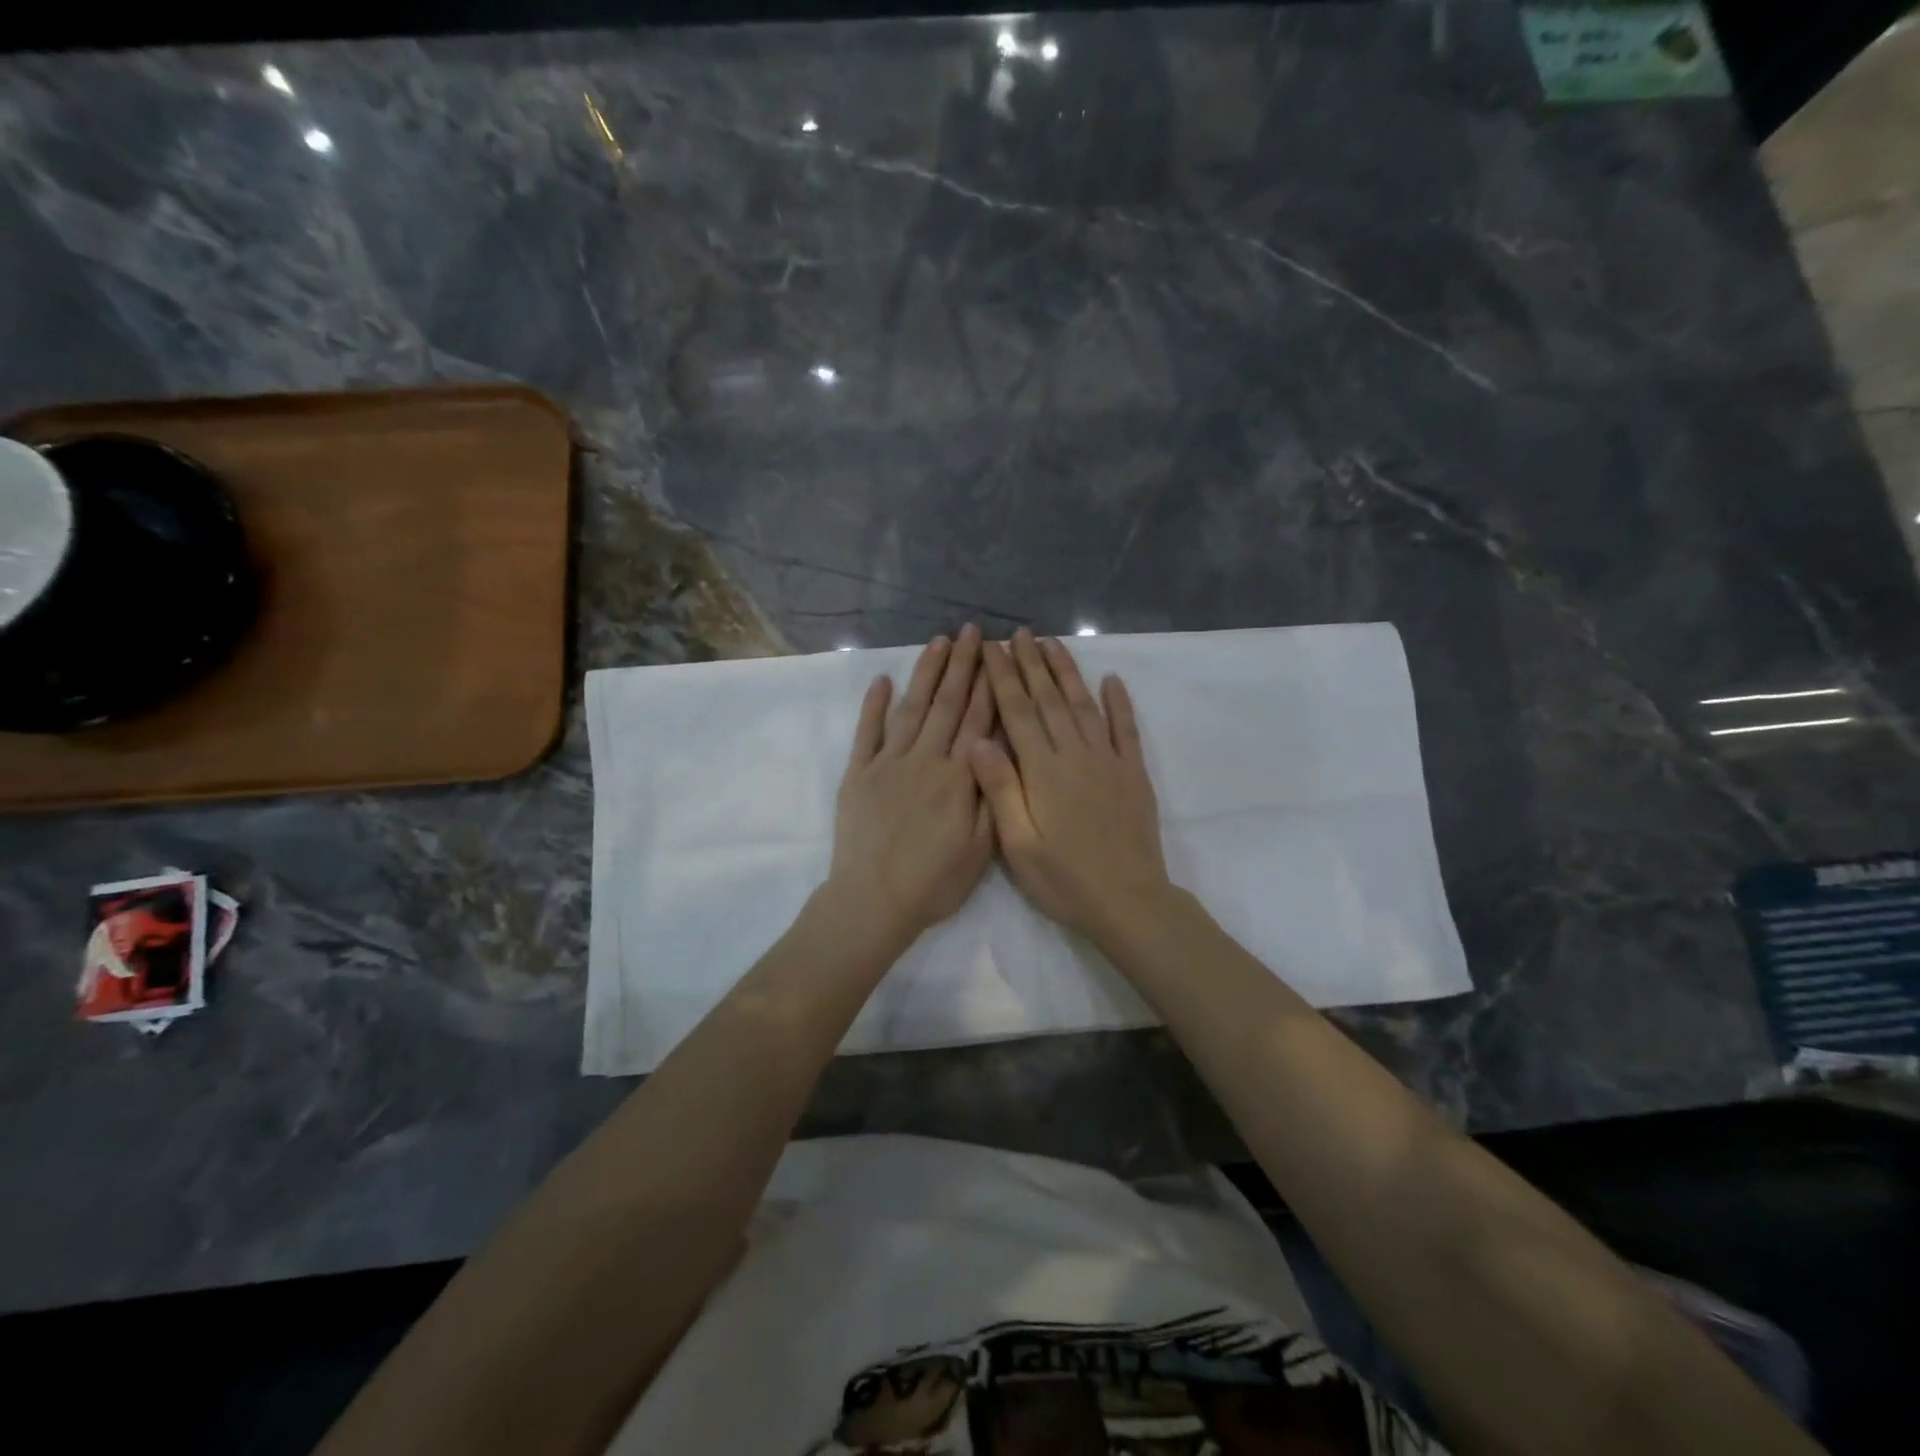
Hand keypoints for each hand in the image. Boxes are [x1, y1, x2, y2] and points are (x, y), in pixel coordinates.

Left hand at [828, 624, 994, 951]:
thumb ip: (993, 795)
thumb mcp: (982, 849)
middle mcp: (925, 760)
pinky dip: (874, 705)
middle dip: (961, 665)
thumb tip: (998, 747)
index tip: (995, 653)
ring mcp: (888, 763)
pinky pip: (867, 732)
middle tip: (970, 631)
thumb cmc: (935, 881)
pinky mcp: (858, 774)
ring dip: (925, 673)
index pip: (977, 720)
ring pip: (911, 708)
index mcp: (959, 777)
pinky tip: (882, 680)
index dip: (988, 684)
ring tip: (937, 642)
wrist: (874, 900)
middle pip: (946, 704)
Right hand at [970, 628, 1173, 944]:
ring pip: (1084, 705)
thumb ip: (1000, 790)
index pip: (1017, 712)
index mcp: (1043, 771)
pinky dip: (1119, 702)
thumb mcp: (1019, 845)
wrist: (1128, 902)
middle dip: (1031, 664)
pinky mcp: (1133, 773)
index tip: (991, 648)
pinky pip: (1126, 728)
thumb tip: (977, 740)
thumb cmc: (1065, 880)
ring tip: (1053, 644)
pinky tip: (1112, 680)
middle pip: (1049, 699)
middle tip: (1019, 633)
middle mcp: (1075, 754)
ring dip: (1067, 672)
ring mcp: (1109, 760)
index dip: (1002, 677)